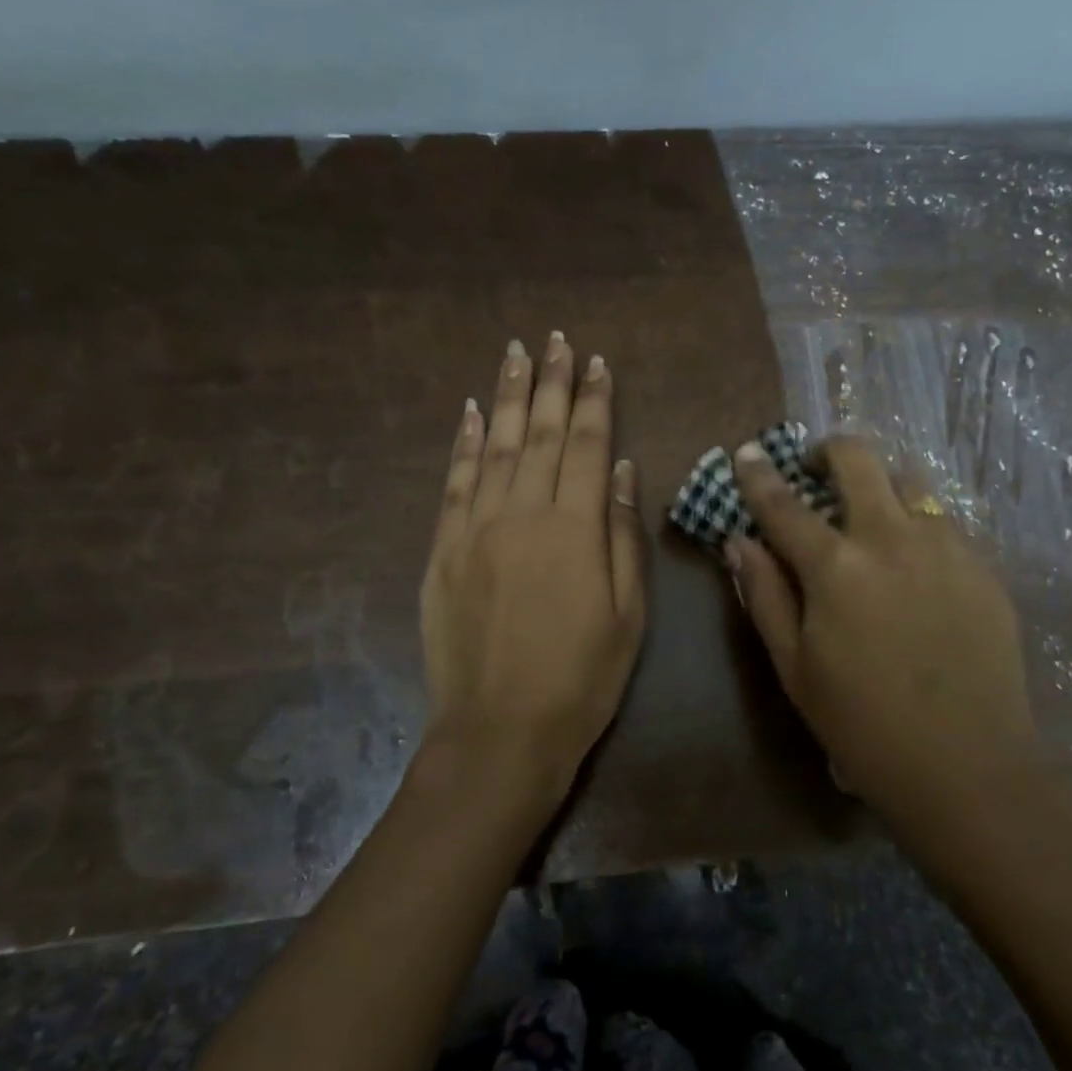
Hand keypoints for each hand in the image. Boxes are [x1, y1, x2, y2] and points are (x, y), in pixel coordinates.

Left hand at [419, 332, 646, 815]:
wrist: (501, 731)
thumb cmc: (581, 679)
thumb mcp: (628, 614)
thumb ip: (623, 536)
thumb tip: (623, 471)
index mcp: (576, 529)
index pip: (587, 446)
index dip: (594, 401)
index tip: (596, 362)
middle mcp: (524, 514)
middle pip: (541, 434)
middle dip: (551, 382)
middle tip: (554, 340)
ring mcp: (476, 529)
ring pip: (497, 447)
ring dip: (509, 397)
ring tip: (515, 354)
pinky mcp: (443, 551)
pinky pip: (455, 483)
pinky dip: (465, 443)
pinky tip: (473, 413)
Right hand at [727, 436, 1038, 821]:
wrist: (967, 765)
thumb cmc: (862, 725)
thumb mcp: (795, 668)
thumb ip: (765, 596)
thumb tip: (740, 542)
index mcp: (836, 567)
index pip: (784, 504)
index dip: (759, 474)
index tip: (747, 452)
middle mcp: (892, 538)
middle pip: (859, 460)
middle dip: (830, 451)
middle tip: (817, 471)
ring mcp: (947, 548)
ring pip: (910, 482)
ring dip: (880, 486)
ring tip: (870, 518)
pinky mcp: (984, 568)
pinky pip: (944, 523)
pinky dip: (917, 524)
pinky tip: (915, 564)